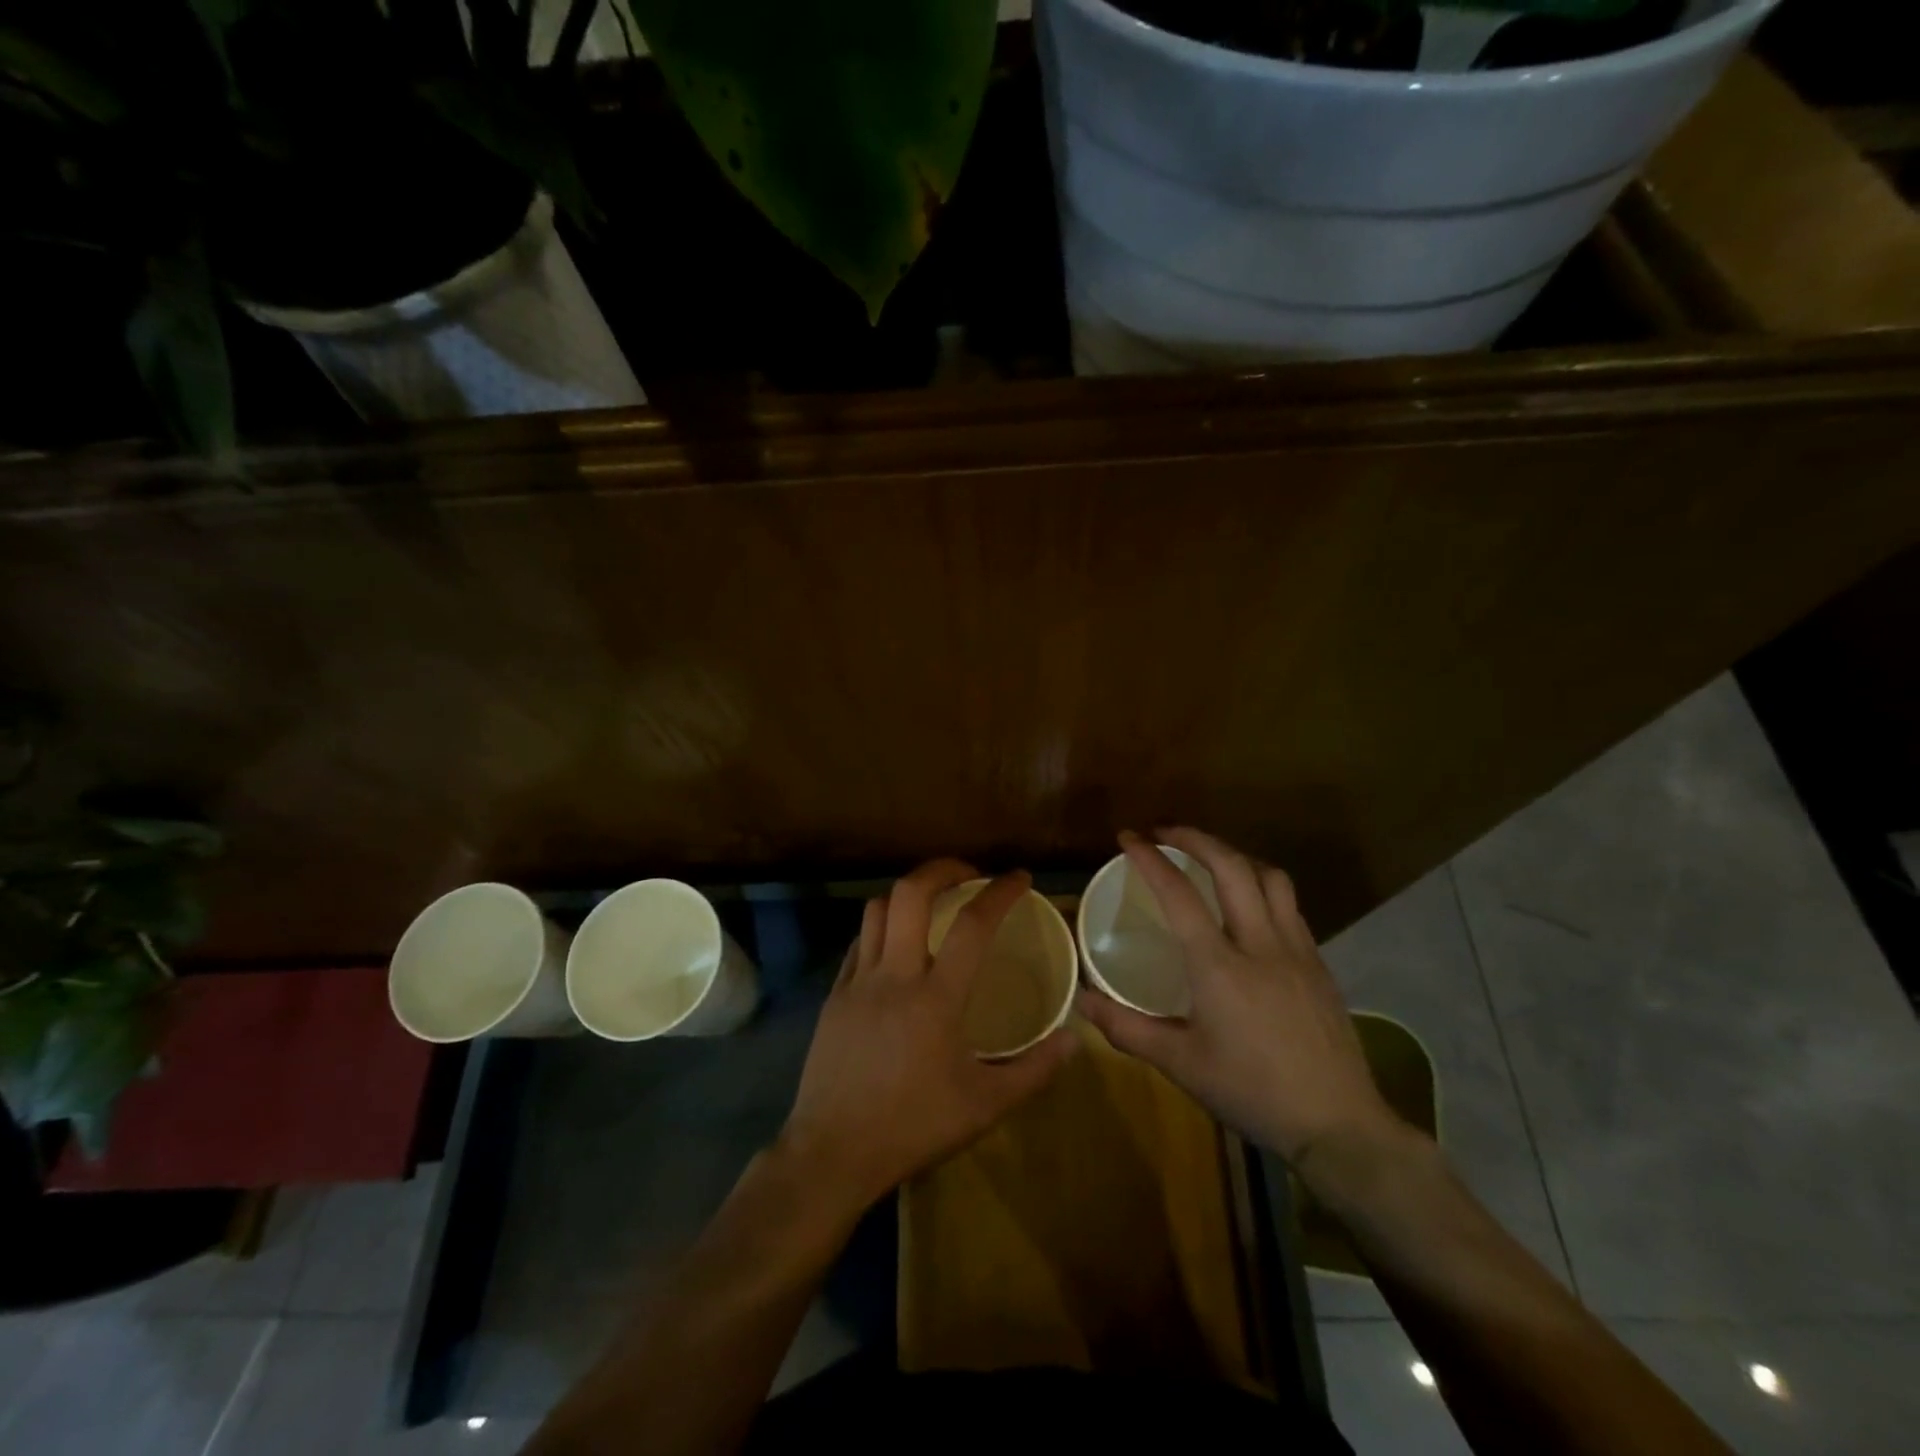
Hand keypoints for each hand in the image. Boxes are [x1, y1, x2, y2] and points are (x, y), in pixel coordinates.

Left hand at [778, 860, 1075, 1213]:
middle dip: (942, 869)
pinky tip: (895, 947)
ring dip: (907, 894)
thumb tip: (1073, 1040)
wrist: (831, 1154)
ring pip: (877, 910)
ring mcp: (857, 982)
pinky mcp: (834, 996)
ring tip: (932, 903)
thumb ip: (1033, 1071)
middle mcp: (894, 975)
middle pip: (910, 893)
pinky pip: (858, 943)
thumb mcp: (984, 1107)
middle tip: (969, 875)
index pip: (972, 925)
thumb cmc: (913, 1127)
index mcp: (936, 998)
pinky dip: (881, 928)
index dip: (1000, 892)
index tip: (1019, 877)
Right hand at [1077, 828, 1400, 1169]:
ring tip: (1209, 859)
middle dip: (1195, 838)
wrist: (1338, 1126)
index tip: (1128, 838)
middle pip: (1231, 866)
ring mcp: (1297, 950)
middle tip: (1165, 833)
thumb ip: (1127, 1028)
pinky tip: (1249, 907)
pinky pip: (1289, 906)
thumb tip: (1081, 1001)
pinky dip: (1262, 887)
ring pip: (1269, 877)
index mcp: (1219, 966)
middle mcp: (1259, 944)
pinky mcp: (1319, 964)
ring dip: (1235, 856)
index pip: (1179, 894)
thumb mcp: (1181, 1064)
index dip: (1150, 859)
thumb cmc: (1251, 1092)